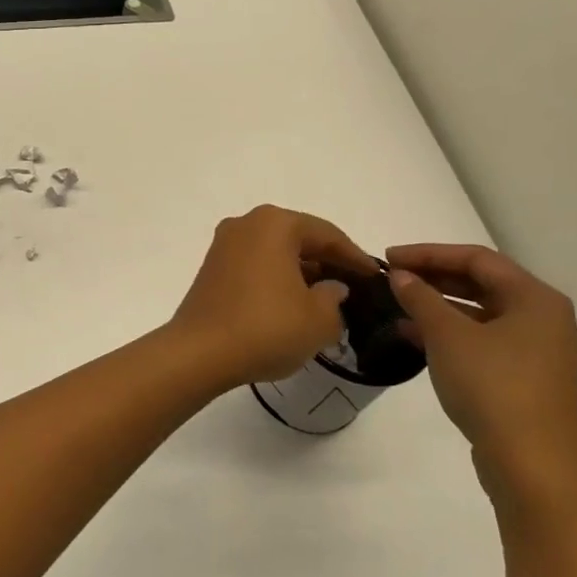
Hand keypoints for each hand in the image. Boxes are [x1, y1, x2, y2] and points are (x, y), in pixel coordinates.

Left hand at [168, 205, 379, 392]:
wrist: (200, 352)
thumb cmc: (266, 328)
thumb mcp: (319, 319)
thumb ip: (334, 298)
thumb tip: (331, 288)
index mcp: (274, 224)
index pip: (326, 235)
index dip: (355, 257)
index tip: (376, 277)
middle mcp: (245, 224)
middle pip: (298, 238)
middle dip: (326, 261)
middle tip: (353, 286)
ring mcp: (223, 246)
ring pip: (274, 252)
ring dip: (300, 271)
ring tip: (325, 298)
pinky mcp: (210, 269)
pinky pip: (255, 266)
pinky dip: (276, 279)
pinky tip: (291, 303)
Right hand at [385, 244, 576, 515]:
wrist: (532, 467)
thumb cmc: (493, 388)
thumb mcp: (448, 337)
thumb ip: (421, 299)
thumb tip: (400, 276)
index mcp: (536, 299)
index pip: (477, 259)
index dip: (429, 253)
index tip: (388, 258)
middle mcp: (546, 319)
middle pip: (484, 284)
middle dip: (435, 278)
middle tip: (392, 278)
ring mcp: (540, 352)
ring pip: (483, 314)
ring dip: (440, 306)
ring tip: (398, 307)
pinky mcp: (528, 380)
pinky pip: (485, 341)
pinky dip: (452, 334)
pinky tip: (417, 339)